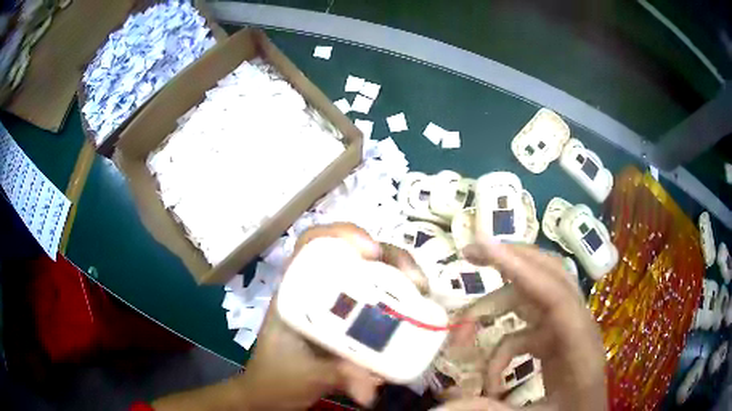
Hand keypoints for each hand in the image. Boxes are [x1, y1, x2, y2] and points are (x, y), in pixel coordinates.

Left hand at [152, 223, 425, 410]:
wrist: (273, 392)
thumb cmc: (278, 376)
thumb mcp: (306, 375)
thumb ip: (336, 376)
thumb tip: (373, 387)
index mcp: (295, 290)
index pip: (314, 243)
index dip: (343, 235)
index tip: (372, 253)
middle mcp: (316, 288)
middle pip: (355, 253)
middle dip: (390, 258)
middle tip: (416, 282)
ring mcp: (336, 302)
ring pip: (372, 271)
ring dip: (400, 275)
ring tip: (423, 293)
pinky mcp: (351, 318)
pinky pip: (379, 295)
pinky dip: (400, 295)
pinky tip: (416, 308)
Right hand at [440, 238, 606, 410]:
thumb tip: (436, 408)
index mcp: (581, 346)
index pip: (556, 295)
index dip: (522, 269)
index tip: (484, 248)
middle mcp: (577, 327)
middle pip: (550, 276)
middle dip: (512, 260)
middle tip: (470, 253)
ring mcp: (567, 331)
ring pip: (535, 298)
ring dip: (499, 305)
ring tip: (465, 325)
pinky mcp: (558, 341)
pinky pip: (527, 330)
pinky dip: (503, 348)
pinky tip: (491, 379)